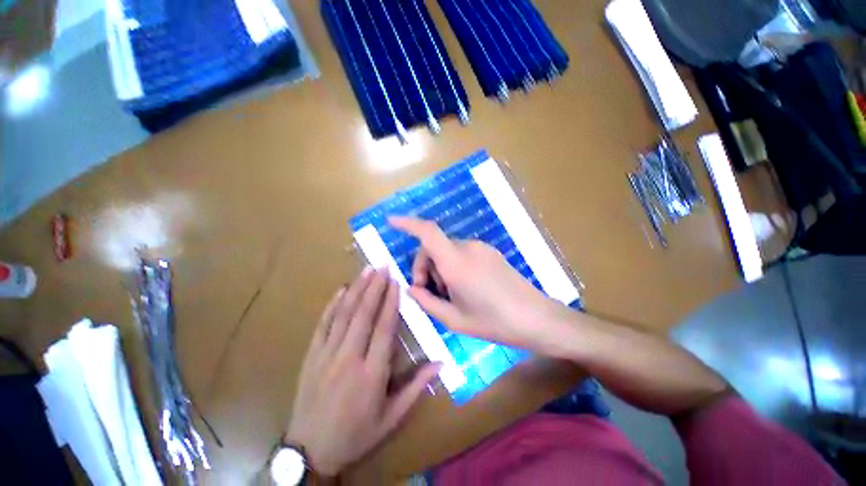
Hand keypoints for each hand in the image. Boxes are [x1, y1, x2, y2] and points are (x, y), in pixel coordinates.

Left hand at [285, 268, 440, 476]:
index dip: (391, 302)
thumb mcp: (392, 417)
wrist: (309, 452)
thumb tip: (440, 363)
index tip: (396, 282)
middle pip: (364, 315)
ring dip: (357, 290)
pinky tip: (341, 290)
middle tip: (382, 267)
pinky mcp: (311, 355)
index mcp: (372, 373)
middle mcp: (349, 358)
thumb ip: (416, 387)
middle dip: (375, 287)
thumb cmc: (357, 434)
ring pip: (344, 314)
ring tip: (367, 270)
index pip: (384, 328)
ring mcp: (326, 355)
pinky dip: (332, 305)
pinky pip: (323, 324)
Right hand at [389, 216, 567, 352]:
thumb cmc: (494, 323)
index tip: (391, 221)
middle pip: (433, 246)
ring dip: (440, 269)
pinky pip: (461, 253)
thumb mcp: (454, 319)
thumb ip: (427, 301)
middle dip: (424, 267)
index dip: (407, 223)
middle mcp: (467, 248)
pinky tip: (463, 288)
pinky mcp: (489, 252)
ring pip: (447, 251)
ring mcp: (480, 248)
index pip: (427, 232)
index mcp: (456, 263)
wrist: (537, 318)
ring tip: (450, 295)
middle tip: (428, 292)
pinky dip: (453, 266)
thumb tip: (411, 288)